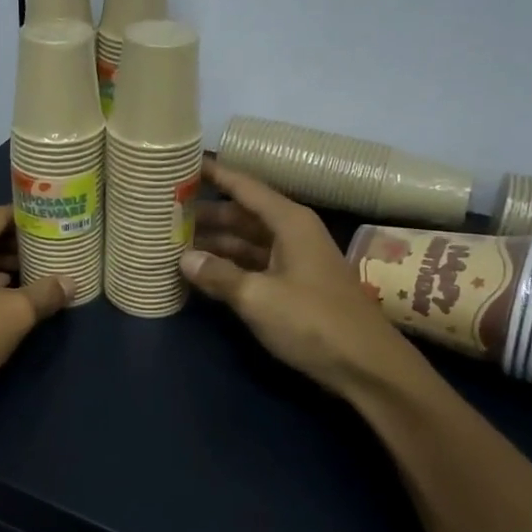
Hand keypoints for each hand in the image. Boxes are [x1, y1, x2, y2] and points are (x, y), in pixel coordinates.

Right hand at [182, 162, 429, 400]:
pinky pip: (254, 264)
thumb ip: (219, 275)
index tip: (182, 164)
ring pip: (246, 241)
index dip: (214, 174)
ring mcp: (294, 260)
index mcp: (289, 222)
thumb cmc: (313, 322)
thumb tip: (184, 259)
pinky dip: (229, 266)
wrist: (366, 366)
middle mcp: (292, 233)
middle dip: (206, 213)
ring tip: (174, 241)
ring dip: (215, 242)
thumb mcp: (258, 298)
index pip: (244, 187)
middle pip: (242, 214)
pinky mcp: (293, 286)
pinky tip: (201, 273)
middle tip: (165, 212)